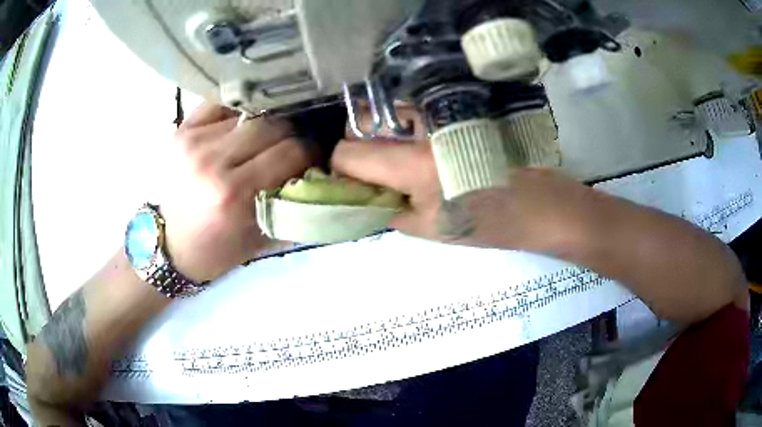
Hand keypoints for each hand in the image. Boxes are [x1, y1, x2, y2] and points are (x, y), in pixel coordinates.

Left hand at [160, 103, 311, 281]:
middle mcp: (212, 161)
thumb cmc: (217, 249)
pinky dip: (239, 110)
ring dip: (266, 124)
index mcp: (233, 194)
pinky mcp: (181, 130)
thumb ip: (292, 204)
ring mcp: (194, 141)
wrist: (170, 245)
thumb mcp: (262, 239)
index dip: (310, 152)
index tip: (313, 158)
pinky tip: (242, 123)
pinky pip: (222, 103)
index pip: (291, 151)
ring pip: (250, 112)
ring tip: (265, 138)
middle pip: (273, 125)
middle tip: (292, 146)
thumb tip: (321, 170)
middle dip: (291, 135)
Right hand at [331, 137, 597, 252]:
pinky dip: (404, 132)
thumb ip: (387, 209)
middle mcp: (421, 130)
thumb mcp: (430, 230)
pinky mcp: (456, 113)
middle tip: (374, 176)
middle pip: (361, 125)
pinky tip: (423, 153)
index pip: (346, 152)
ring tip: (401, 166)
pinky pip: (413, 116)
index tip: (349, 186)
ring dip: (381, 139)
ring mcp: (440, 116)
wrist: (543, 205)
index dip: (339, 170)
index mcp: (412, 163)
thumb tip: (363, 194)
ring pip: (386, 116)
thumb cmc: (490, 224)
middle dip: (357, 150)